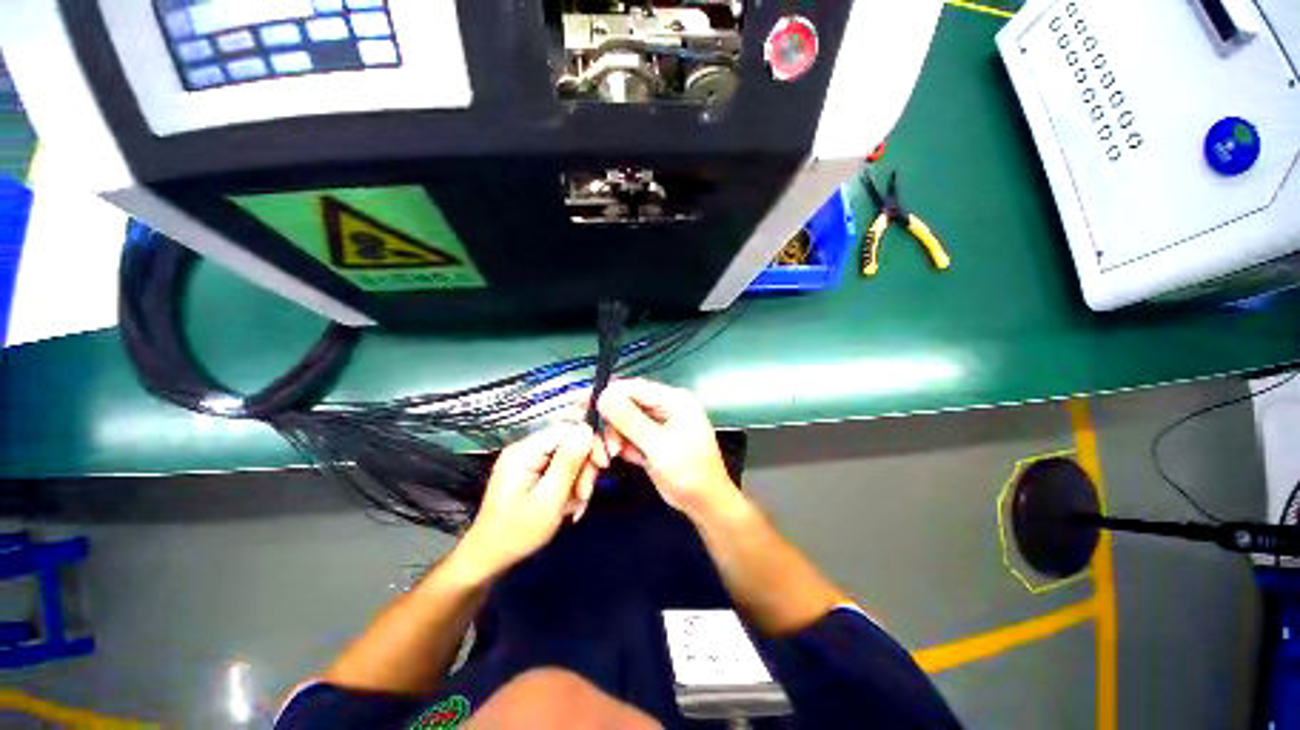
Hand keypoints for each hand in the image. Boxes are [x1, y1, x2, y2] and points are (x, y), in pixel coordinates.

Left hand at [455, 423, 598, 579]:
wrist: (490, 558)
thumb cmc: (518, 532)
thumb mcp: (549, 498)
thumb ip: (568, 462)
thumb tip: (587, 428)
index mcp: (525, 450)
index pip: (568, 429)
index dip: (590, 443)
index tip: (603, 466)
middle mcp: (527, 448)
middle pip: (571, 442)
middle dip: (584, 468)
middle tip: (584, 495)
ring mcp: (530, 459)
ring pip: (570, 457)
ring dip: (580, 481)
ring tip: (576, 507)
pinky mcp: (533, 471)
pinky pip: (562, 468)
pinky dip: (571, 486)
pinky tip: (570, 506)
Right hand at [596, 379, 737, 517]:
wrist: (705, 503)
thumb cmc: (688, 472)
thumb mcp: (658, 445)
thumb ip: (629, 420)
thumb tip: (603, 395)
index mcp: (673, 399)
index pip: (634, 387)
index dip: (609, 395)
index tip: (587, 410)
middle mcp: (666, 406)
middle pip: (627, 403)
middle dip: (613, 423)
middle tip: (607, 446)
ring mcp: (659, 423)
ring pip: (625, 420)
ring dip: (617, 437)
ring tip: (614, 454)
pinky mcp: (653, 438)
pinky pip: (630, 434)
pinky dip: (624, 445)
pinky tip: (629, 457)